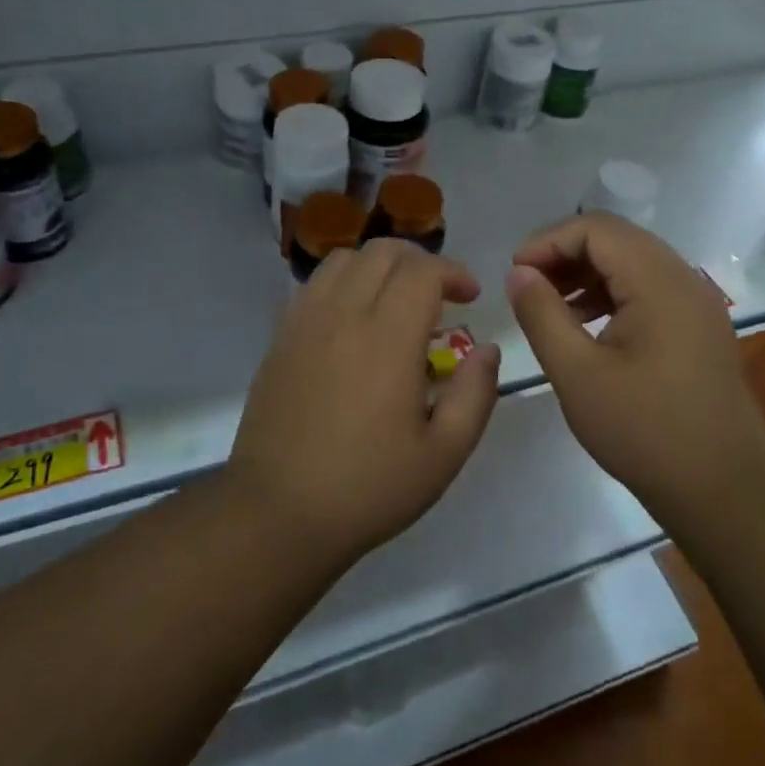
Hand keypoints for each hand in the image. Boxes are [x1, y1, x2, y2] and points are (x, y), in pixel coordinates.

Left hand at [228, 239, 502, 566]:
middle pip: (382, 252)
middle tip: (438, 295)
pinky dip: (342, 284)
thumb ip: (475, 394)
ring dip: (377, 266)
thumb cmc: (368, 488)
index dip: (453, 272)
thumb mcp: (444, 454)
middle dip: (419, 262)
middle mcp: (343, 315)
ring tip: (394, 302)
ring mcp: (304, 323)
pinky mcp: (280, 339)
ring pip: (343, 260)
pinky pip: (313, 286)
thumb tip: (486, 350)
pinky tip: (352, 322)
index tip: (470, 297)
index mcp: (387, 338)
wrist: (278, 512)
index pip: (422, 270)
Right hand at [505, 213, 764, 516]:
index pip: (595, 229)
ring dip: (586, 273)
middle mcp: (683, 278)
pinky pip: (648, 289)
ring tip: (548, 305)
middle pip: (615, 239)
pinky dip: (610, 293)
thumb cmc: (644, 430)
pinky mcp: (698, 326)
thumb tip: (518, 272)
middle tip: (526, 286)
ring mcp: (696, 302)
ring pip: (632, 262)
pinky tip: (585, 324)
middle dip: (564, 254)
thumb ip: (541, 314)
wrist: (724, 487)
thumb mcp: (577, 373)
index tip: (514, 274)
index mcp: (658, 281)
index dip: (547, 241)